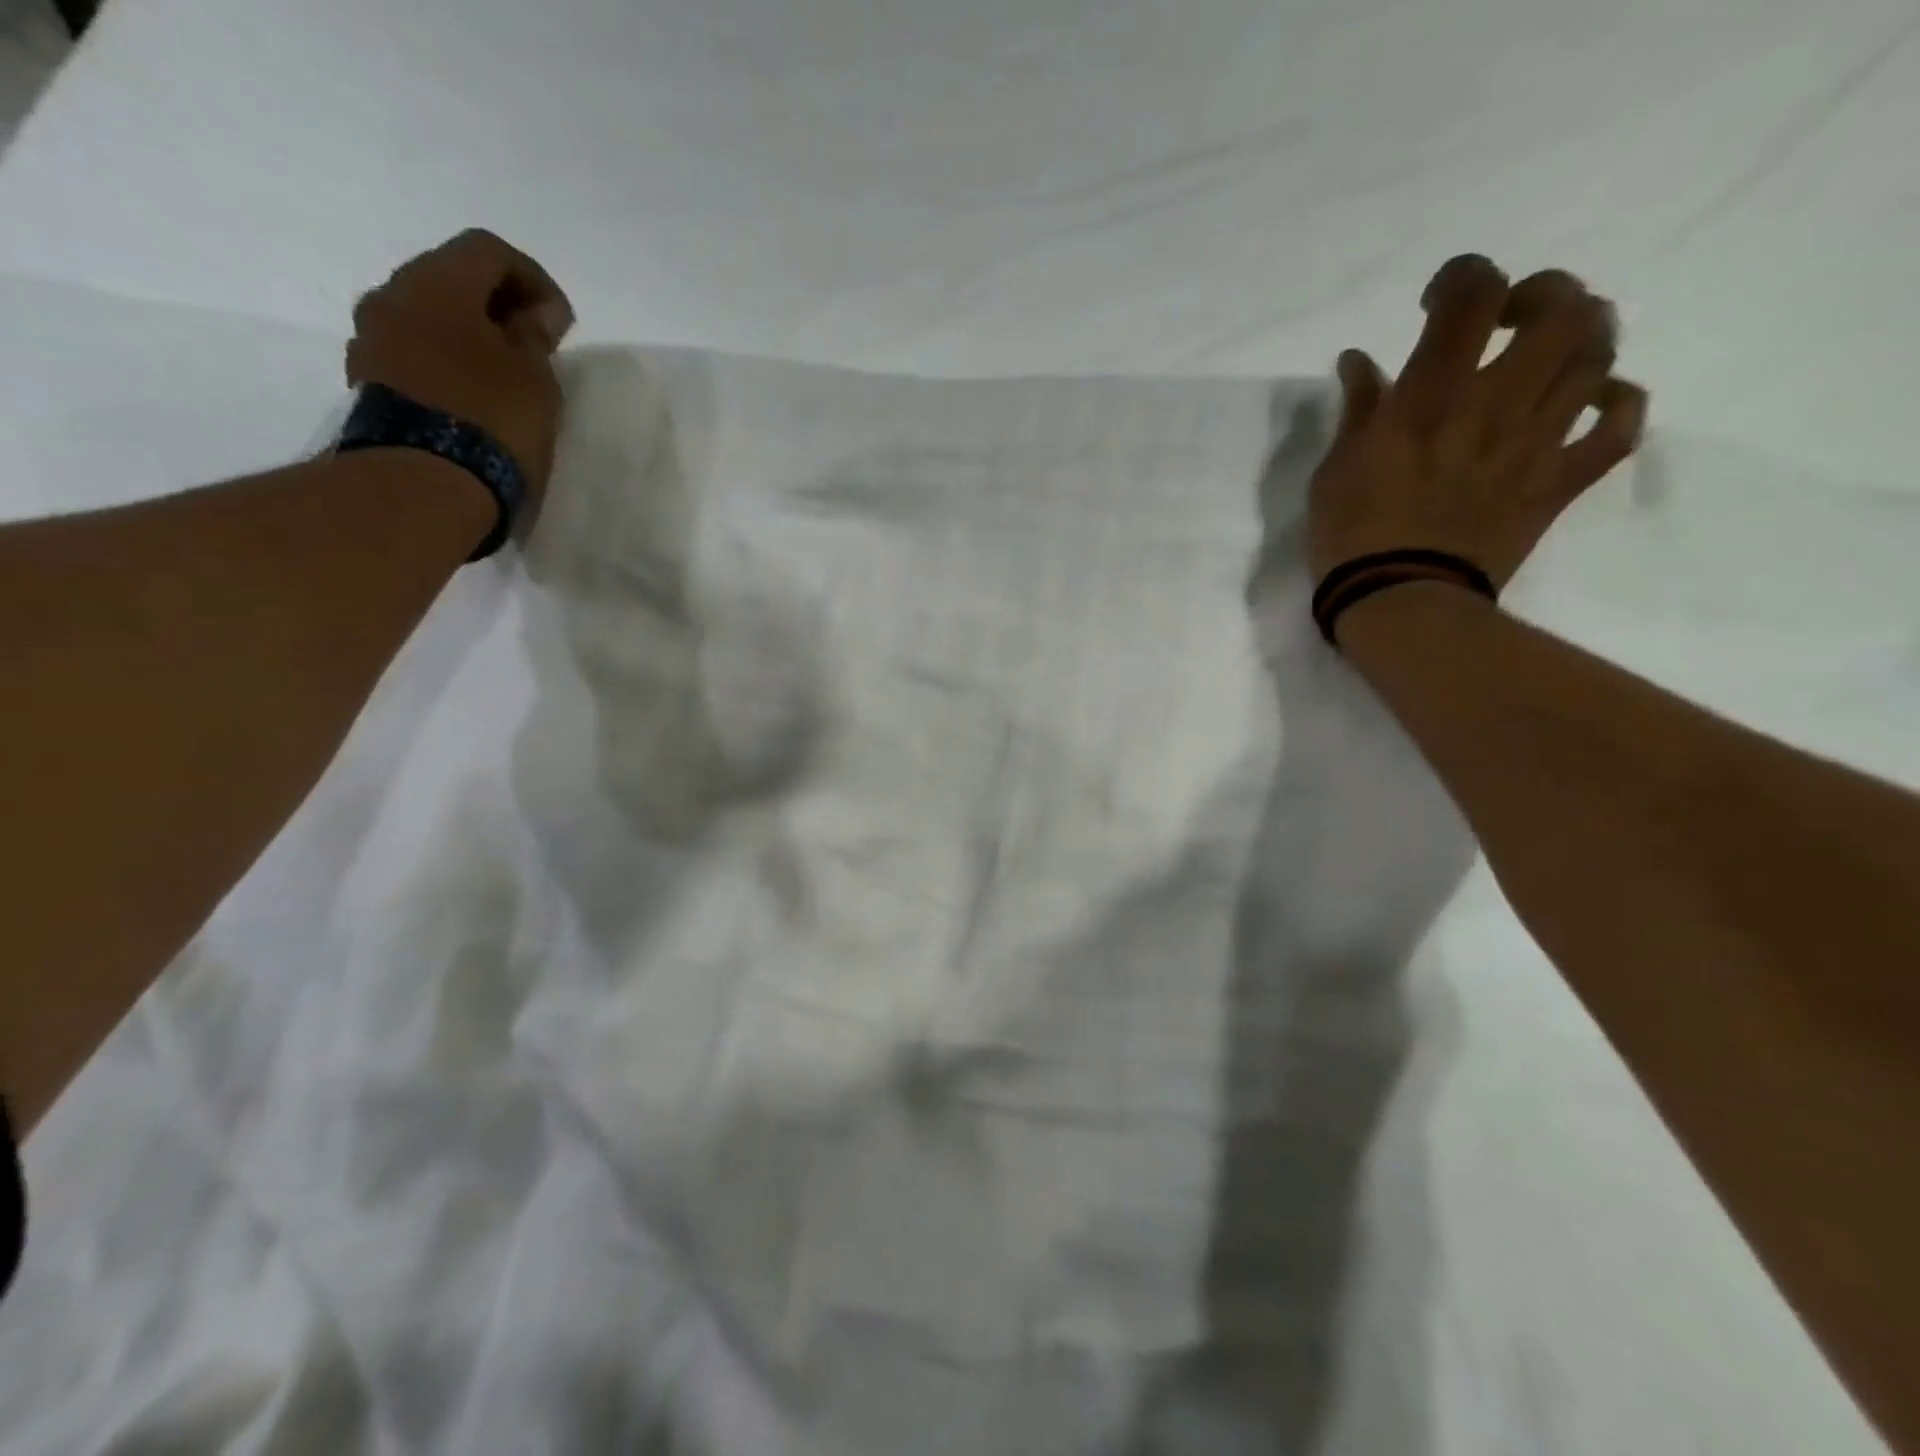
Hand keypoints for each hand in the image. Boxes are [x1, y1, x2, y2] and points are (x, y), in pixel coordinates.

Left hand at [346, 229, 575, 508]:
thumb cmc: (493, 418)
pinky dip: (448, 360)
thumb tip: (537, 312)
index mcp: (437, 282)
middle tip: (535, 344)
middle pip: (452, 278)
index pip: (489, 251)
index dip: (534, 279)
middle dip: (498, 304)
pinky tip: (475, 394)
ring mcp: (373, 338)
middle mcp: (393, 295)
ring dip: (470, 334)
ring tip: (506, 374)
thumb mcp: (535, 376)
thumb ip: (536, 335)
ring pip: (430, 316)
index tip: (561, 323)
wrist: (427, 482)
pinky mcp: (371, 378)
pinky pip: (416, 351)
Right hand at [1307, 254, 1647, 589]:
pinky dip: (1617, 403)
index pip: (1473, 295)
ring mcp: (1535, 444)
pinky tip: (1592, 401)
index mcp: (1430, 399)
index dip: (1464, 276)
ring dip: (1580, 336)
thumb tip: (1360, 361)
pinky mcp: (1558, 483)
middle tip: (1508, 320)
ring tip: (1545, 354)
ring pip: (1598, 355)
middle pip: (1563, 308)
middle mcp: (1494, 406)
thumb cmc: (1351, 538)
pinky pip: (1618, 429)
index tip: (1436, 304)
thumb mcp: (1334, 470)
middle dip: (1541, 294)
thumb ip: (1357, 410)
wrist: (1401, 605)